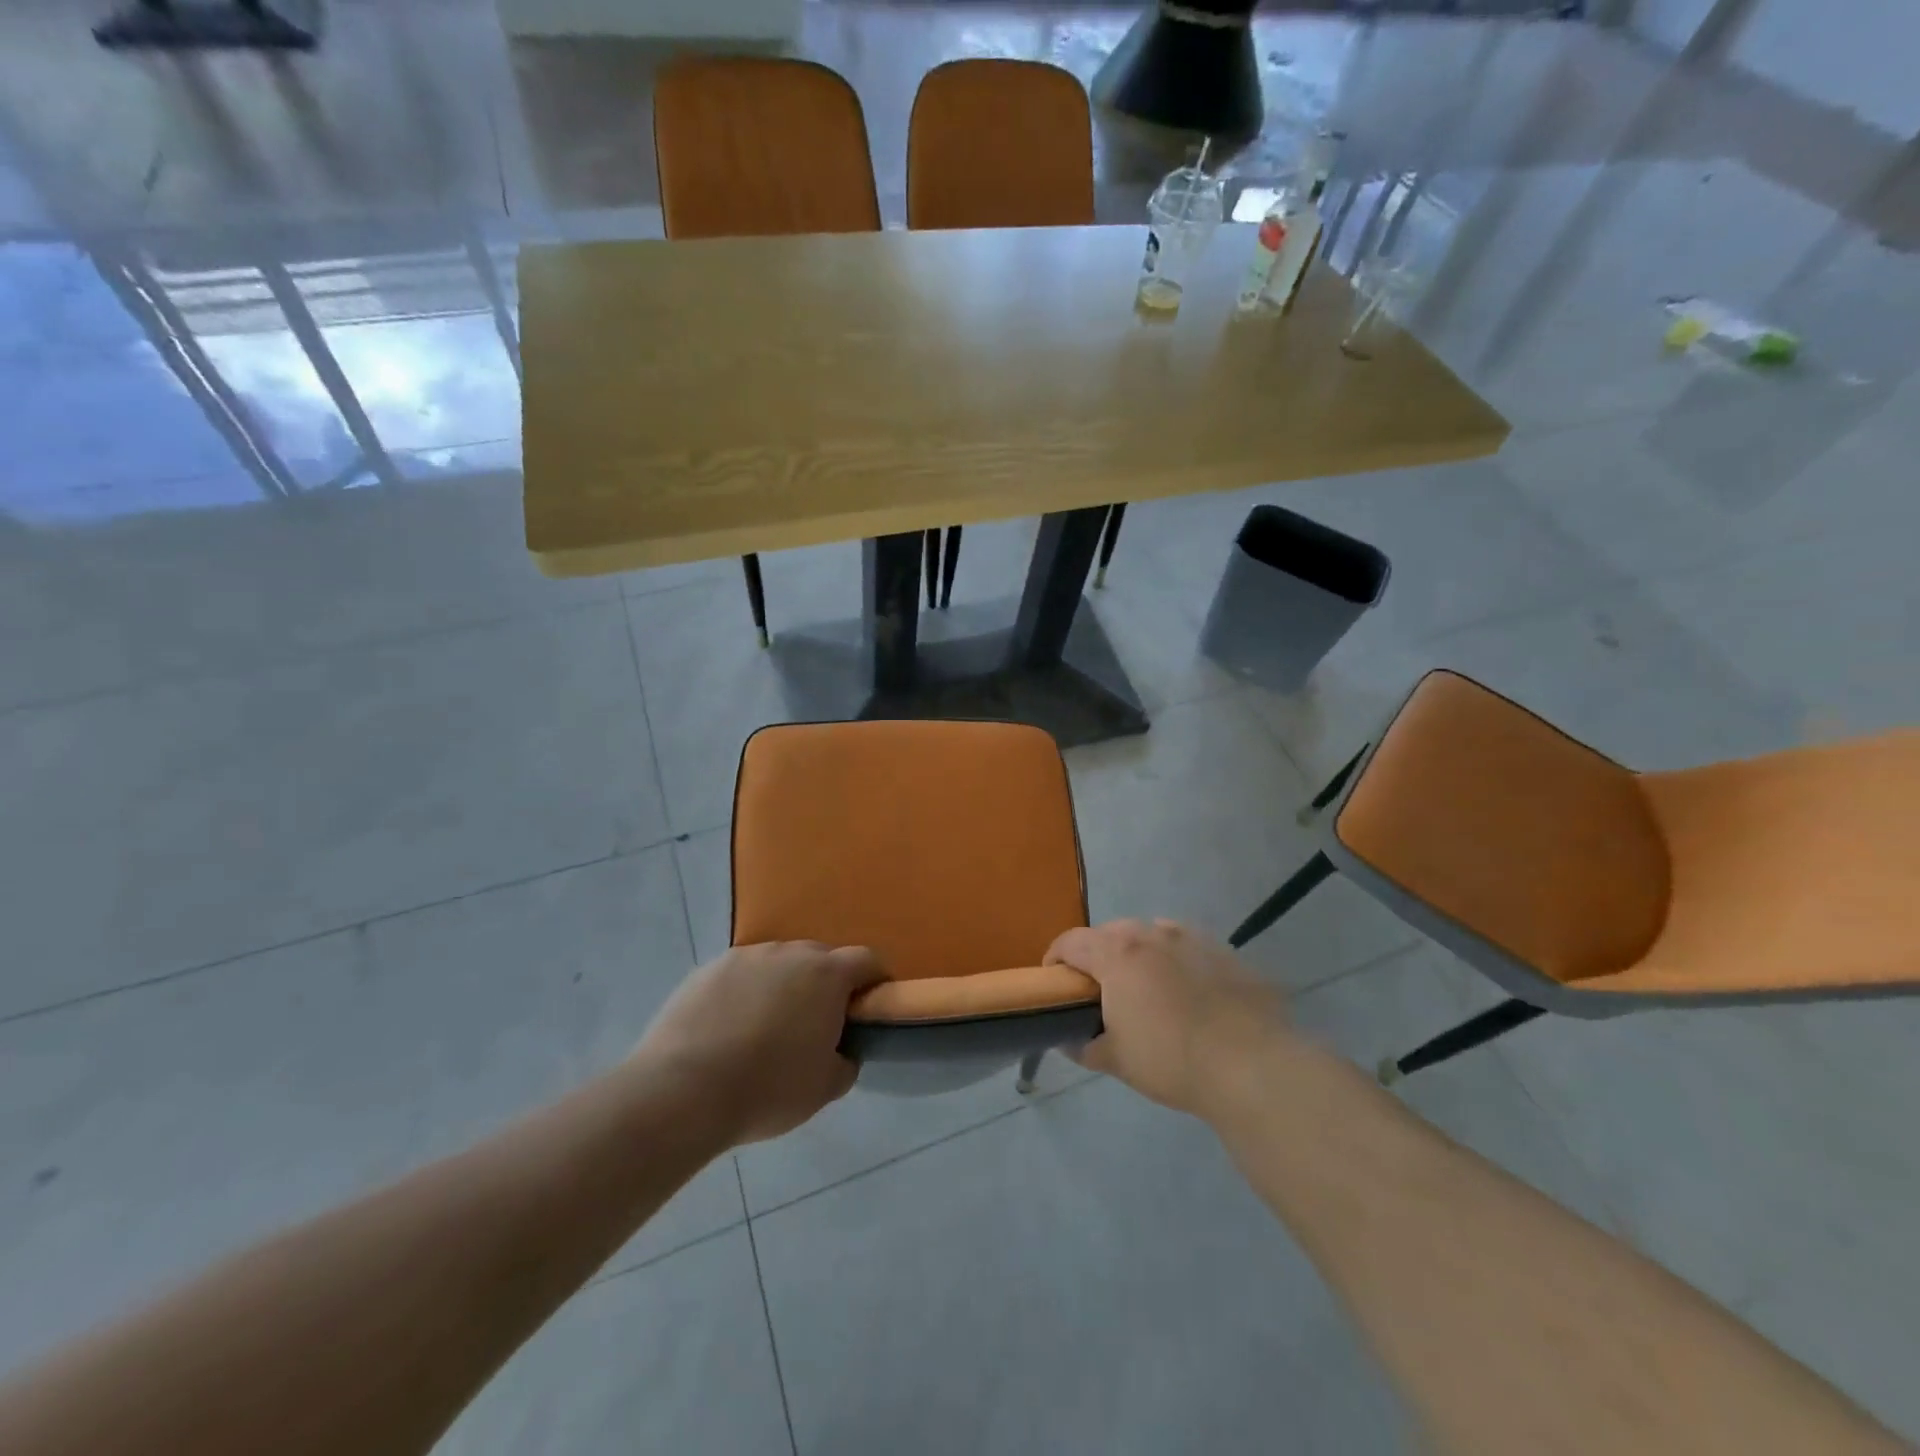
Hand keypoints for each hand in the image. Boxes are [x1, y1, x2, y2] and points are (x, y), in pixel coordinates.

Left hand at [635, 941, 886, 1146]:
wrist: (682, 1091)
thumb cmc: (768, 1089)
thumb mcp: (825, 1088)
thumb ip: (845, 1061)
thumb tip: (841, 1051)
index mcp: (827, 974)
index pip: (867, 960)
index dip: (875, 981)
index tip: (869, 1008)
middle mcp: (789, 953)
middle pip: (820, 958)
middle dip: (825, 984)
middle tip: (815, 1024)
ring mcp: (746, 957)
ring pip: (777, 964)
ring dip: (782, 986)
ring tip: (765, 1028)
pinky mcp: (708, 969)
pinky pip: (740, 975)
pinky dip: (744, 993)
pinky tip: (728, 1029)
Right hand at [1045, 919, 1291, 1117]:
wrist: (1252, 1066)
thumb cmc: (1171, 1060)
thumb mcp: (1117, 1060)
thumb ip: (1085, 1046)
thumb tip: (1069, 1041)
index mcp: (1117, 953)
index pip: (1070, 941)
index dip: (1055, 959)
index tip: (1055, 983)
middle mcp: (1152, 933)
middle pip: (1111, 933)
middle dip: (1099, 955)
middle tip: (1101, 991)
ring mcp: (1193, 938)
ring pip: (1152, 935)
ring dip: (1140, 954)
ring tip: (1147, 989)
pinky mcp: (1226, 952)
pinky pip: (1188, 948)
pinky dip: (1177, 961)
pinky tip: (1189, 994)